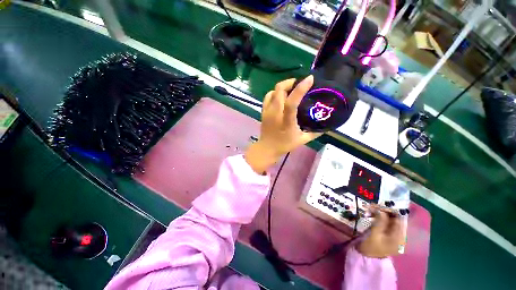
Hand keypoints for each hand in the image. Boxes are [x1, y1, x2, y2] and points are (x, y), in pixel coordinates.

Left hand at [245, 76, 321, 173]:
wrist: (267, 148)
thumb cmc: (284, 145)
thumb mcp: (302, 140)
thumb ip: (315, 133)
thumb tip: (327, 126)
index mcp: (286, 121)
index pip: (292, 102)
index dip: (300, 88)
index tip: (310, 79)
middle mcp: (275, 113)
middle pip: (279, 90)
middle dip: (290, 82)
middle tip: (299, 84)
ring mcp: (267, 111)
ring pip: (273, 91)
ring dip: (283, 87)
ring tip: (291, 89)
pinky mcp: (263, 111)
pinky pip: (268, 96)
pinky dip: (275, 93)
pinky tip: (281, 97)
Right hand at [357, 208, 403, 257]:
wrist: (367, 257)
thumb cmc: (371, 246)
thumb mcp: (375, 234)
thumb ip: (380, 221)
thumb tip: (381, 210)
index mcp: (400, 238)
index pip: (398, 220)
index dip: (390, 211)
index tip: (379, 205)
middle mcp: (401, 236)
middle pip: (395, 220)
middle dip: (385, 212)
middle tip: (373, 206)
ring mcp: (395, 237)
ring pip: (391, 221)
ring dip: (382, 214)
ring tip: (372, 210)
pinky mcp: (390, 236)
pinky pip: (388, 224)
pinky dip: (381, 218)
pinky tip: (374, 215)